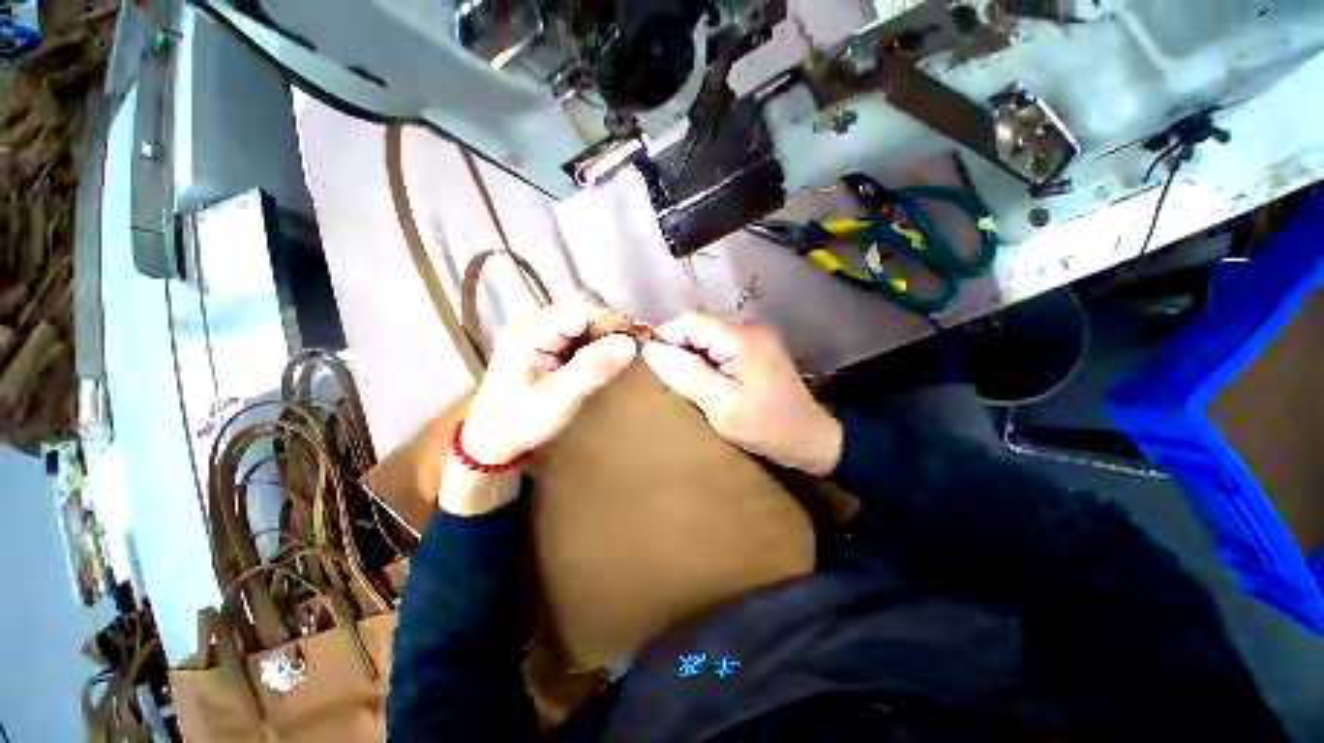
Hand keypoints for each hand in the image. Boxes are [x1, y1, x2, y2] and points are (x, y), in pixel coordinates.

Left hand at [441, 299, 635, 515]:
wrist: (492, 439)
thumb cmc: (522, 422)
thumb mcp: (559, 399)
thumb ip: (593, 368)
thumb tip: (630, 343)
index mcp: (529, 332)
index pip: (580, 308)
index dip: (611, 321)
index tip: (633, 344)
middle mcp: (531, 322)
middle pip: (581, 310)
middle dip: (609, 329)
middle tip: (627, 354)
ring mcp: (536, 330)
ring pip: (581, 320)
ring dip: (603, 336)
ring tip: (616, 359)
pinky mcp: (542, 341)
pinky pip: (575, 331)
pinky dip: (593, 343)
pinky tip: (599, 360)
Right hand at [641, 313, 842, 475]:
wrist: (810, 437)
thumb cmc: (767, 427)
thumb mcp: (722, 407)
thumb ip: (687, 375)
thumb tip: (651, 350)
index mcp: (742, 338)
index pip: (690, 321)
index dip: (667, 339)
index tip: (658, 369)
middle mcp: (749, 326)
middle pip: (698, 324)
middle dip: (680, 349)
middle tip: (675, 382)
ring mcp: (755, 333)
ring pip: (706, 333)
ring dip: (692, 354)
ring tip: (690, 383)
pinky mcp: (756, 343)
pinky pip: (719, 342)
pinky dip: (706, 357)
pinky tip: (709, 380)